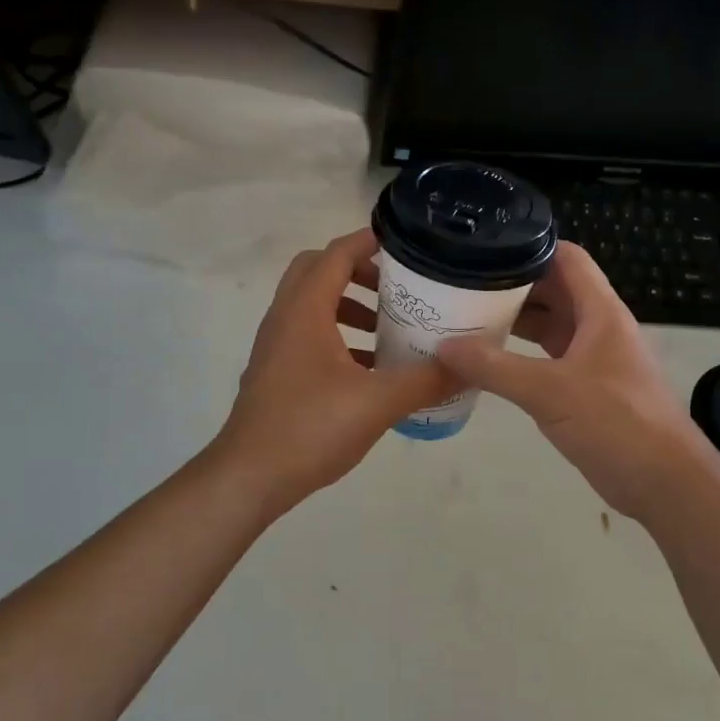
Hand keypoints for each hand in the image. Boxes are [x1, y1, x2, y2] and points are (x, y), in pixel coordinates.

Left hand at [212, 229, 456, 518]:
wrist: (248, 479)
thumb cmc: (309, 428)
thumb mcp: (378, 402)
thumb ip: (426, 379)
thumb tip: (471, 365)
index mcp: (305, 311)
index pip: (336, 255)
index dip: (368, 241)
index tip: (406, 243)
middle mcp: (285, 319)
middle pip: (318, 272)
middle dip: (358, 271)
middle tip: (396, 287)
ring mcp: (277, 347)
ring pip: (313, 305)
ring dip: (350, 305)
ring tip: (388, 327)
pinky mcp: (277, 373)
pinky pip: (310, 336)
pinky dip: (339, 336)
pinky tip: (370, 368)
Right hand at [436, 242, 716, 524]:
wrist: (664, 483)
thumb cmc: (616, 423)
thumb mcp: (550, 391)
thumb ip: (495, 367)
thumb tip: (443, 347)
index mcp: (600, 312)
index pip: (568, 258)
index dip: (531, 247)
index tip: (487, 248)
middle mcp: (599, 327)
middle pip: (555, 289)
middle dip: (513, 284)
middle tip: (464, 283)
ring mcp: (594, 358)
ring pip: (551, 325)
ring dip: (516, 321)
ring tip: (467, 316)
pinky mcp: (588, 388)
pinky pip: (549, 357)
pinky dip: (521, 354)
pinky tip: (489, 361)